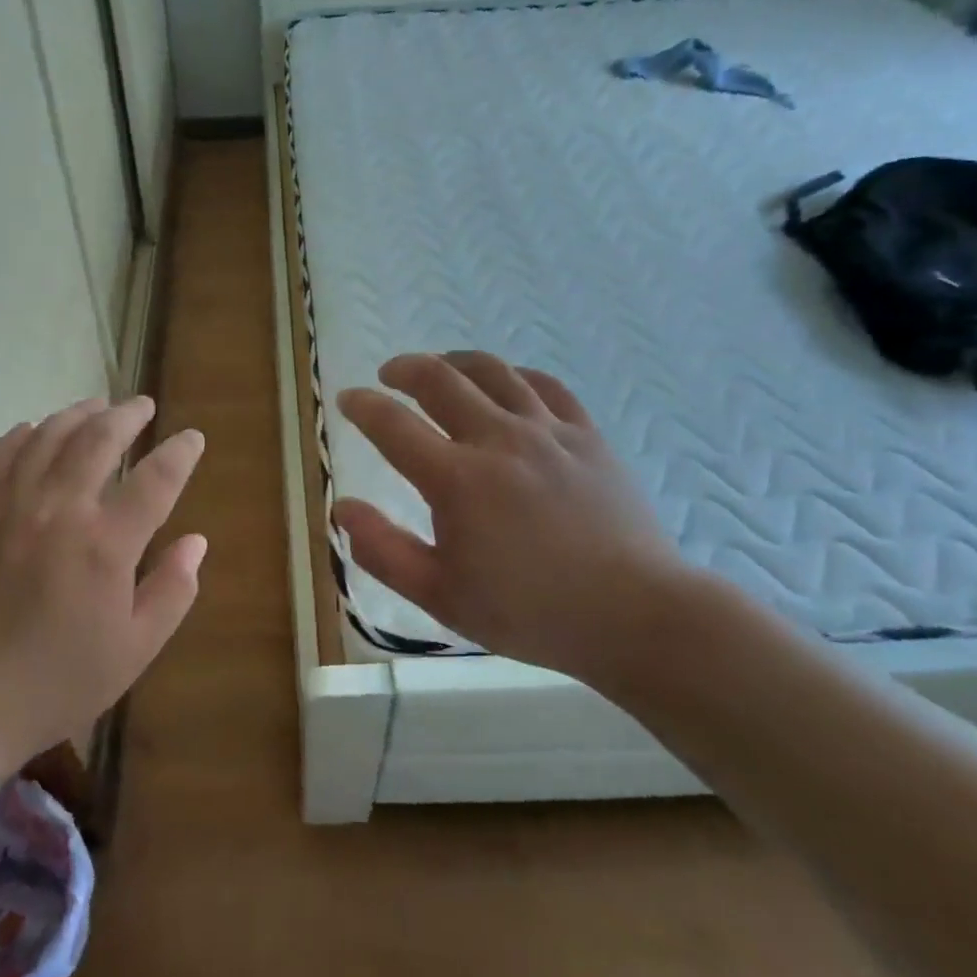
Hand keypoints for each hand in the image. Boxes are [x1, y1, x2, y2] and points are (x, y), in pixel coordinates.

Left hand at [0, 397, 205, 811]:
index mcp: (106, 545)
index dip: (180, 452)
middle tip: (143, 405)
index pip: (156, 479)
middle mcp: (59, 509)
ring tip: (96, 406)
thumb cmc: (54, 684)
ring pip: (47, 437)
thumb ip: (171, 592)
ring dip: (76, 414)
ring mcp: (9, 506)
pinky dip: (17, 435)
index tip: (192, 437)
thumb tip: (196, 541)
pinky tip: (29, 430)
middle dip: (127, 415)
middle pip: (99, 439)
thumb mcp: (132, 651)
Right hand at [335, 352, 701, 690]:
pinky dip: (515, 376)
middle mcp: (498, 439)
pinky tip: (507, 384)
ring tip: (441, 368)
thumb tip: (341, 507)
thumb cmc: (530, 612)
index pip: (393, 425)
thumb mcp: (441, 596)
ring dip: (456, 362)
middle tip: (390, 374)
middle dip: (405, 369)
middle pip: (440, 379)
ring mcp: (547, 431)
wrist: (635, 615)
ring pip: (493, 372)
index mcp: (457, 479)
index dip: (363, 406)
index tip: (348, 400)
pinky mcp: (586, 435)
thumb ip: (383, 550)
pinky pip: (545, 385)